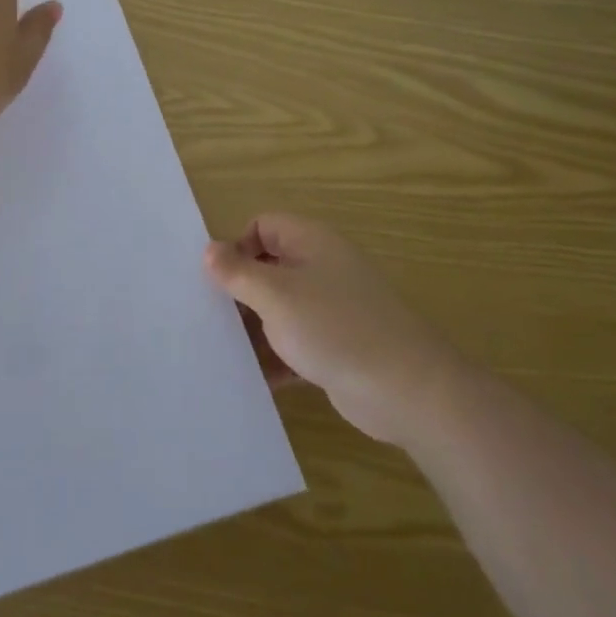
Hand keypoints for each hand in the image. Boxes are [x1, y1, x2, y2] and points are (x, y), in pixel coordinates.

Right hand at [205, 214, 452, 445]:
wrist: (406, 391)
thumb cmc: (334, 328)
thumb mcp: (275, 295)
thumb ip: (238, 272)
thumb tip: (209, 249)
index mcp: (311, 242)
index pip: (263, 226)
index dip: (237, 246)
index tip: (217, 280)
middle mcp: (322, 269)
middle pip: (268, 268)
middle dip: (239, 292)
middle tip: (209, 317)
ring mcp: (331, 310)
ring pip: (279, 309)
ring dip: (253, 329)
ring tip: (221, 352)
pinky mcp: (336, 347)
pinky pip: (294, 344)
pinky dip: (275, 358)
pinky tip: (251, 379)